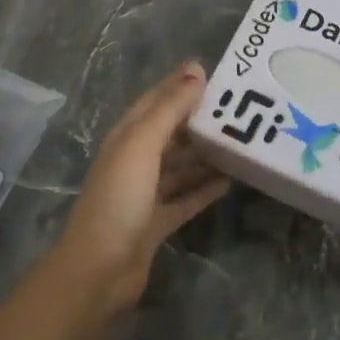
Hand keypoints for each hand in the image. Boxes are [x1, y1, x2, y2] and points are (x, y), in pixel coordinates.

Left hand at [53, 61, 230, 312]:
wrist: (99, 270)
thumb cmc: (119, 198)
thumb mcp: (143, 145)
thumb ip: (170, 108)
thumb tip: (196, 69)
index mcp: (127, 137)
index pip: (156, 100)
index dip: (180, 84)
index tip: (216, 73)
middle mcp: (135, 160)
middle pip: (170, 132)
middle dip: (198, 119)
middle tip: (238, 108)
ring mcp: (145, 193)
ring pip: (180, 165)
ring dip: (205, 154)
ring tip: (240, 142)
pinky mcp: (157, 222)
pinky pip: (186, 198)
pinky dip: (205, 188)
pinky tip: (231, 181)